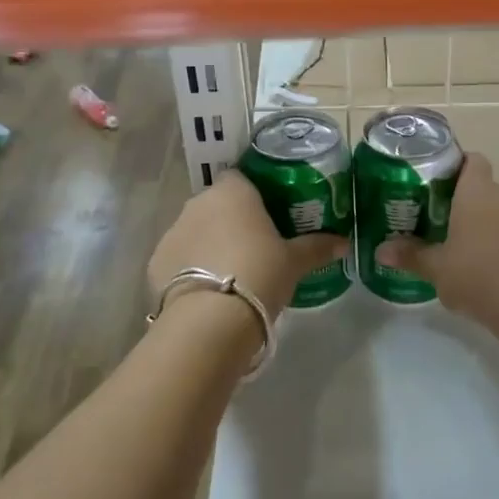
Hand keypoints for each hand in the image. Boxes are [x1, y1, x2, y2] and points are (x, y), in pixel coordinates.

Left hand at [149, 171, 346, 321]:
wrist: (210, 320)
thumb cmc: (259, 274)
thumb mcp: (295, 262)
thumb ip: (318, 247)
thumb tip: (344, 242)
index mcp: (233, 192)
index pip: (240, 178)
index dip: (252, 194)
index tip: (268, 214)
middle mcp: (198, 203)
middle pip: (217, 204)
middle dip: (231, 220)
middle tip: (255, 246)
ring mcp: (172, 232)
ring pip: (195, 230)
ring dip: (209, 243)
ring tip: (231, 272)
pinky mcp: (155, 263)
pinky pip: (177, 258)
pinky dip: (189, 268)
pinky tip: (206, 291)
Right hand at [376, 154, 498, 329]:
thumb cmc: (477, 276)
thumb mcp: (436, 268)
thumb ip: (410, 255)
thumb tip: (380, 251)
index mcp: (477, 192)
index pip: (472, 160)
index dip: (456, 165)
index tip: (437, 181)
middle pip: (483, 188)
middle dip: (463, 201)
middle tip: (439, 220)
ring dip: (484, 225)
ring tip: (462, 249)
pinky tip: (490, 272)